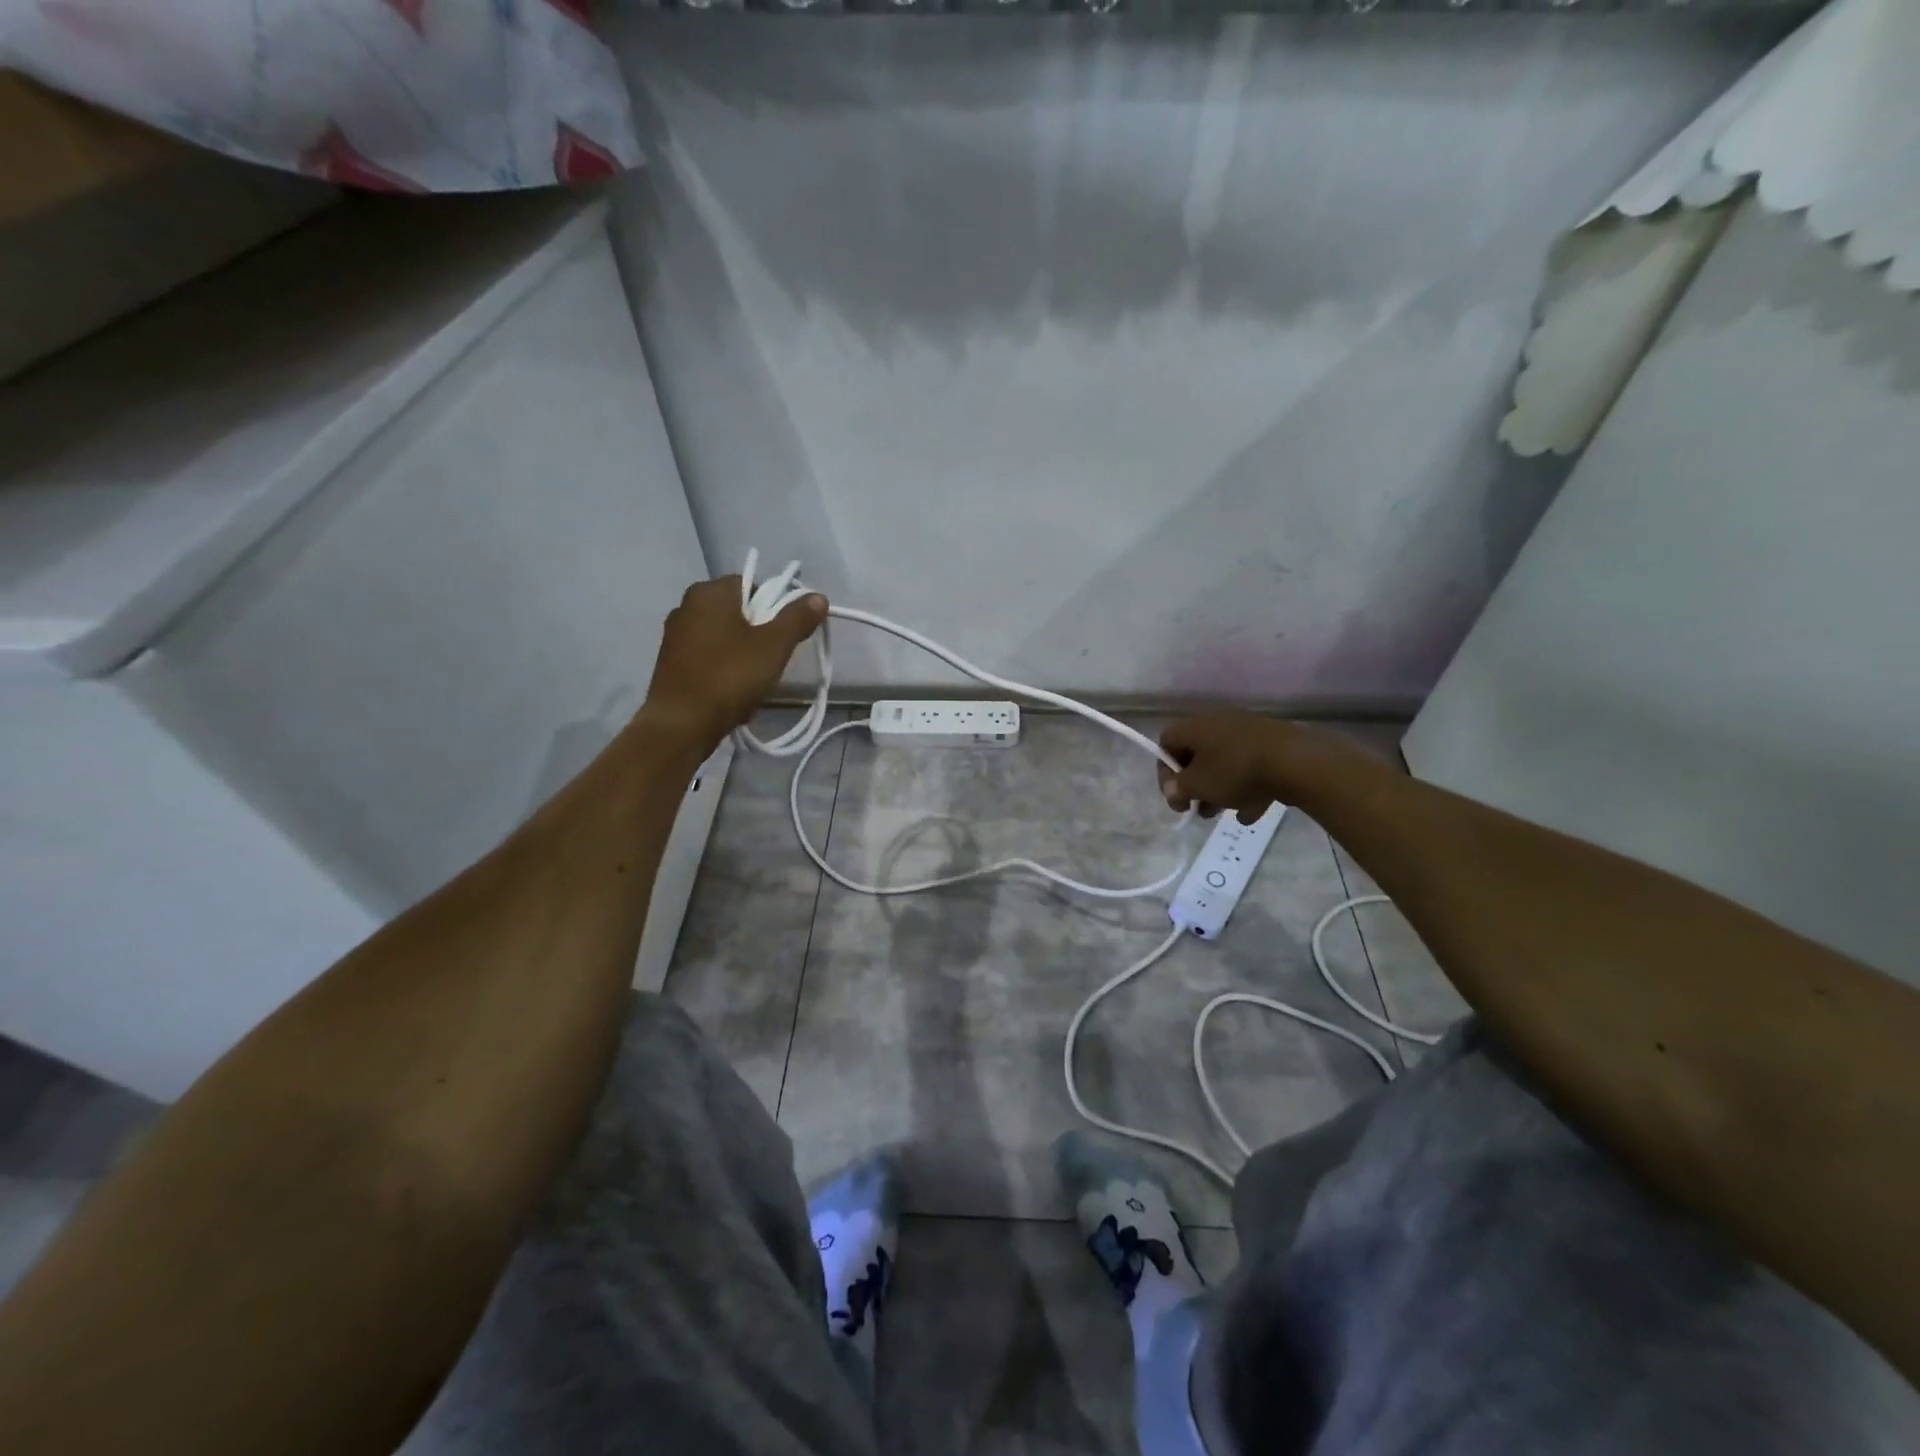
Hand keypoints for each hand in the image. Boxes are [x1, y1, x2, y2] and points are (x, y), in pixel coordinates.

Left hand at [643, 575, 826, 746]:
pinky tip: (733, 692)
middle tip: (773, 659)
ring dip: (742, 653)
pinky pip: (708, 656)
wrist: (682, 723)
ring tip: (755, 681)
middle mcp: (686, 605)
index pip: (751, 584)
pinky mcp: (670, 661)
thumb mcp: (774, 646)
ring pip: (723, 636)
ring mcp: (675, 634)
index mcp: (709, 592)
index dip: (774, 606)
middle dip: (759, 633)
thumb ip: (797, 618)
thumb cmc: (730, 676)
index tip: (785, 635)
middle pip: (737, 611)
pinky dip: (723, 668)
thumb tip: (818, 597)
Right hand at [1157, 712, 1287, 822]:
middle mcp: (1218, 723)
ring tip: (1225, 815)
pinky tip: (1252, 811)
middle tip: (1197, 809)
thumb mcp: (1199, 785)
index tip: (1175, 795)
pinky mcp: (1271, 744)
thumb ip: (1179, 789)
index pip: (1167, 743)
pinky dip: (1246, 788)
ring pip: (1224, 763)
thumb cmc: (1236, 770)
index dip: (1165, 772)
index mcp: (1195, 727)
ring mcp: (1248, 732)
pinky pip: (1250, 766)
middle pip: (1197, 755)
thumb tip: (1172, 790)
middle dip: (1195, 786)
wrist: (1296, 760)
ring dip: (1220, 790)